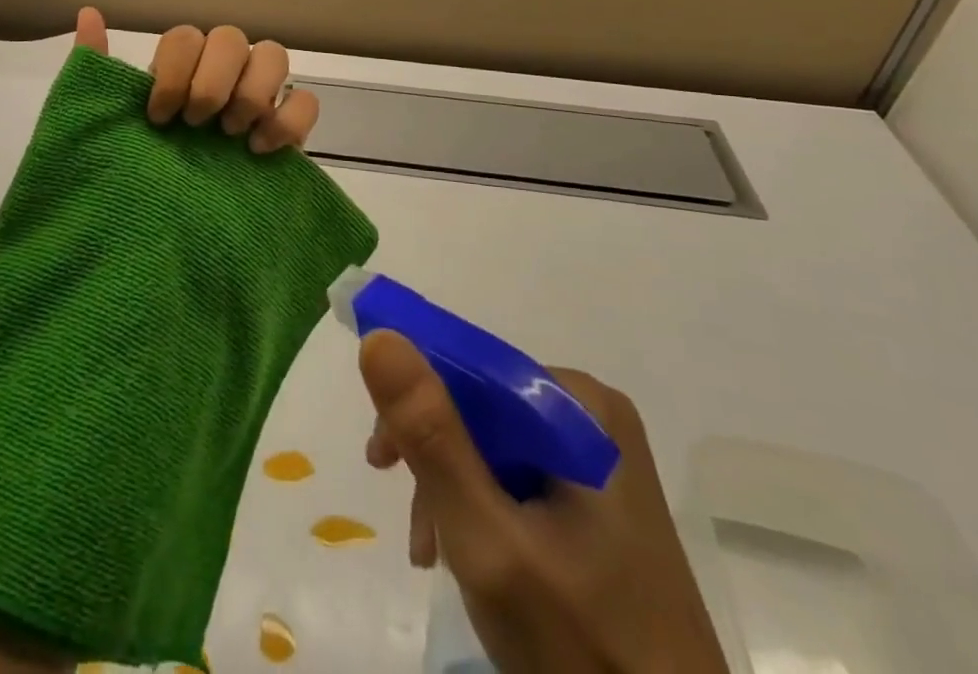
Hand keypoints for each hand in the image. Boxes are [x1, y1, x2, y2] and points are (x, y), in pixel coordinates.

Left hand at [74, 7, 319, 152]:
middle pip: (231, 37)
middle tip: (196, 124)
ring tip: (230, 135)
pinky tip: (259, 151)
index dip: (174, 71)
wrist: (173, 237)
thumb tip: (87, 13)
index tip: (159, 117)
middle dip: (211, 81)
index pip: (186, 37)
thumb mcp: (106, 125)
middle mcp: (222, 74)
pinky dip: (287, 120)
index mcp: (180, 70)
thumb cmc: (138, 175)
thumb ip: (96, 70)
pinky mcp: (288, 130)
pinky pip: (307, 101)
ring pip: (274, 55)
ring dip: (251, 93)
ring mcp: (259, 98)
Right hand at [360, 331, 727, 673]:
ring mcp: (597, 459)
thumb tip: (379, 336)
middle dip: (433, 457)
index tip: (381, 458)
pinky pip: (517, 475)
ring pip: (492, 443)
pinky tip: (465, 553)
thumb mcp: (488, 541)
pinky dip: (480, 507)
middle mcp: (591, 416)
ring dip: (450, 487)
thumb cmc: (584, 653)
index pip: (471, 369)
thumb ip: (432, 437)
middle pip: (479, 407)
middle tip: (406, 518)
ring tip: (431, 552)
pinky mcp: (596, 499)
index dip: (416, 403)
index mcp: (579, 407)